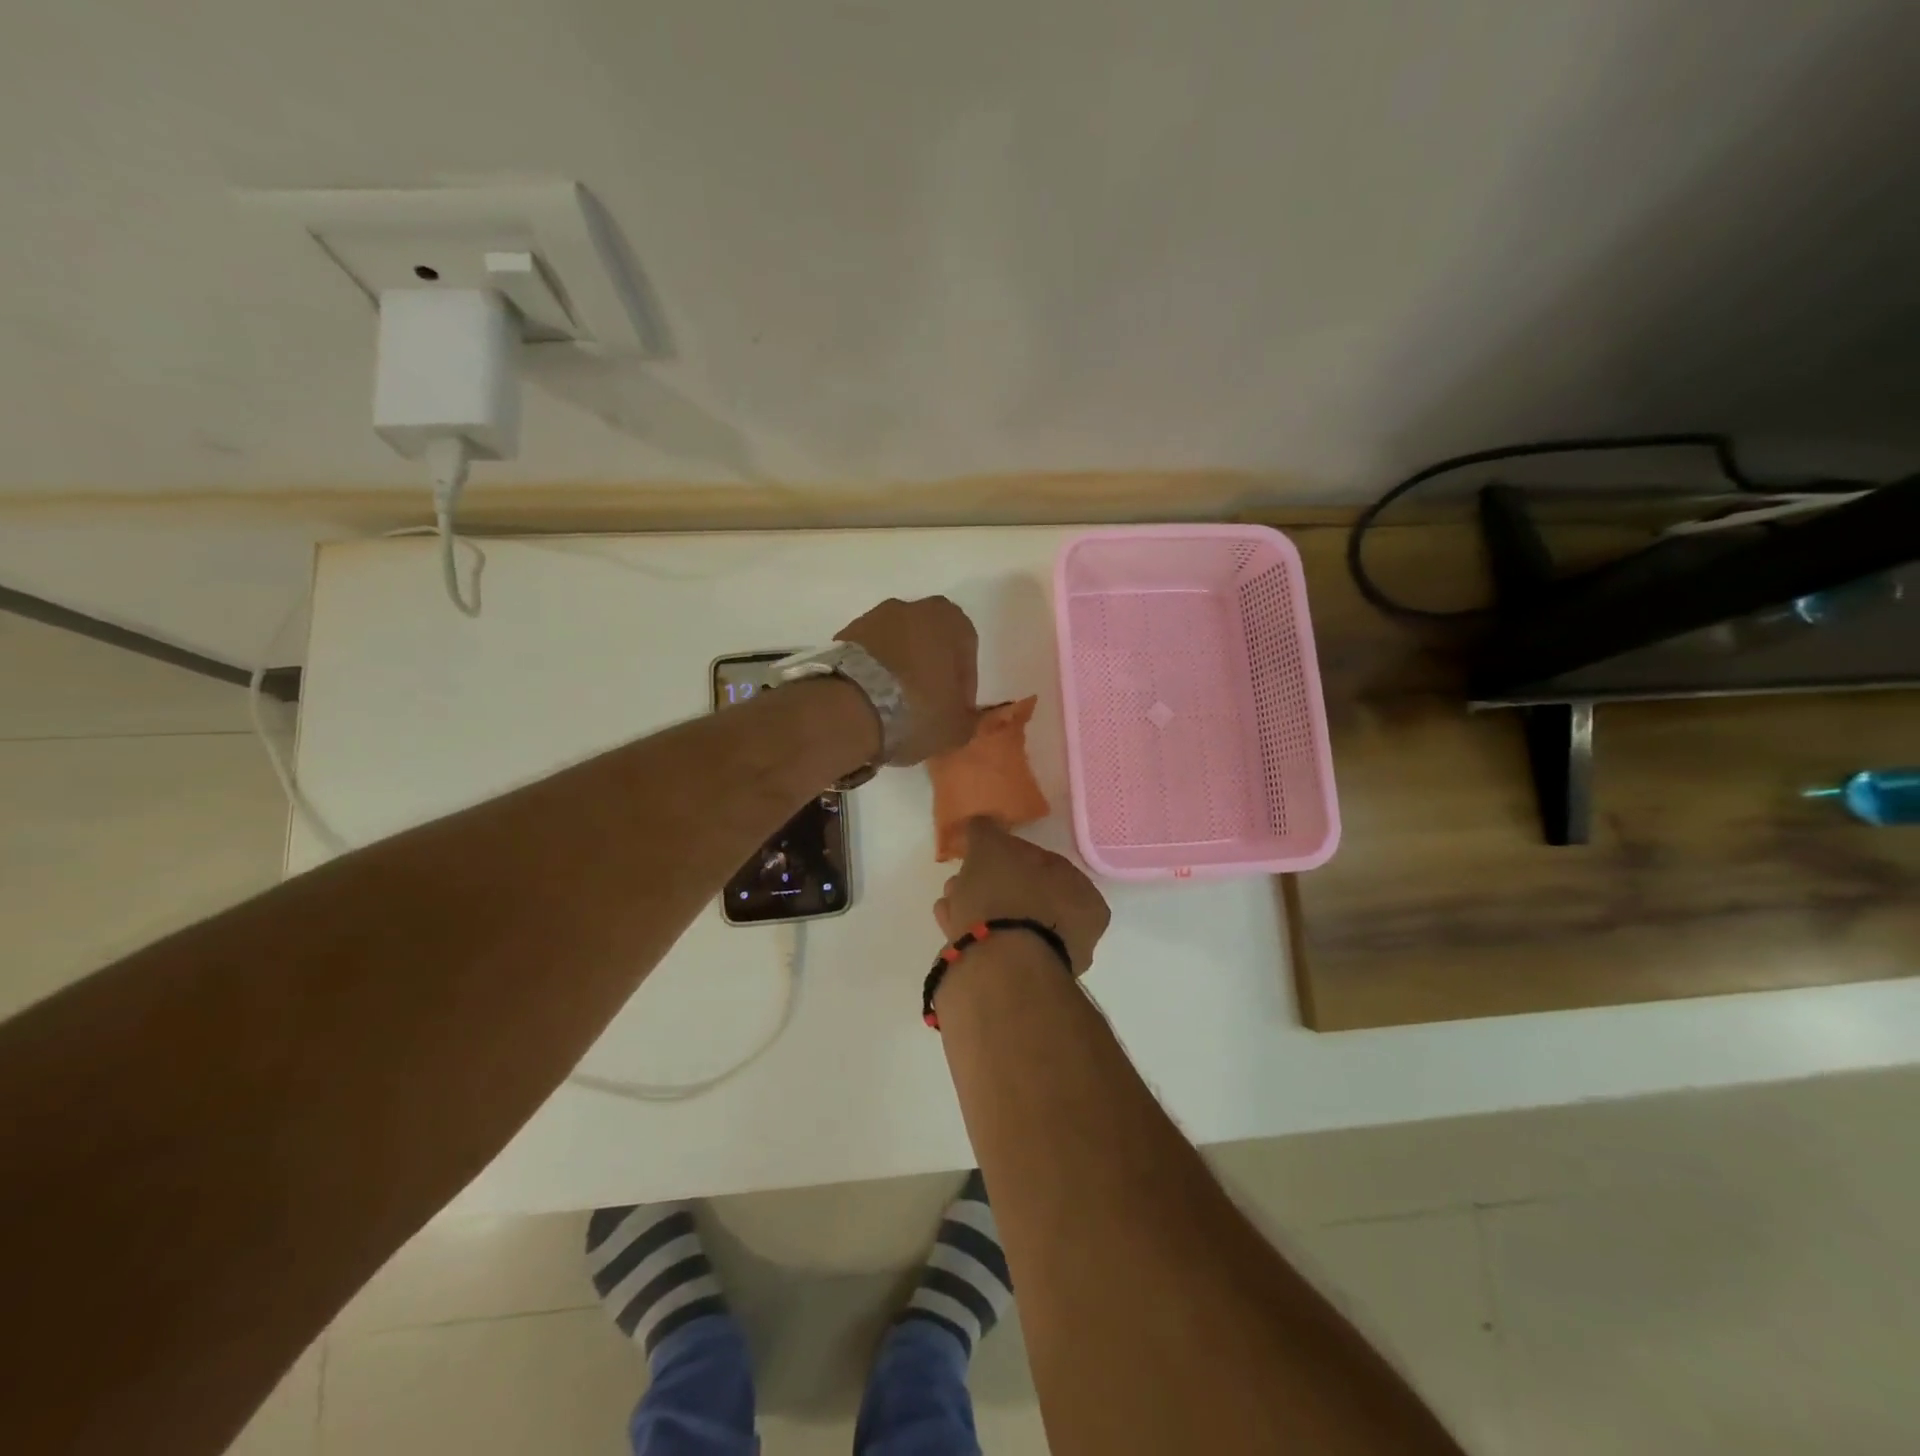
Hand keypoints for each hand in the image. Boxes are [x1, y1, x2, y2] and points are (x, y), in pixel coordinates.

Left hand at [836, 596, 978, 764]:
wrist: (847, 709)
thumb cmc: (916, 711)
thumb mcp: (957, 728)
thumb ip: (966, 718)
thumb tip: (961, 717)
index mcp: (948, 619)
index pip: (967, 649)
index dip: (964, 683)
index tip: (956, 709)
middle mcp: (911, 608)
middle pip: (929, 642)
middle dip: (930, 670)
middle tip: (928, 706)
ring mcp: (871, 618)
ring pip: (897, 646)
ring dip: (900, 670)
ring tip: (895, 708)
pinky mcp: (842, 635)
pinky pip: (868, 655)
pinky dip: (873, 674)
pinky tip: (871, 703)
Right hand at [935, 820, 1110, 975]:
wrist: (996, 970)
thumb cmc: (1006, 898)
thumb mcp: (991, 846)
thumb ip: (987, 830)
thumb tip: (983, 825)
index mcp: (1084, 897)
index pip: (1046, 864)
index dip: (1011, 854)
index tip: (983, 853)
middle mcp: (1075, 934)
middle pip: (1025, 896)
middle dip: (990, 883)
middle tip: (962, 876)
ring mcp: (1046, 964)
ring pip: (1007, 924)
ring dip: (977, 907)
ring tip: (948, 899)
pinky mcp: (1017, 986)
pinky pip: (992, 947)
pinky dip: (972, 931)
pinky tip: (948, 920)